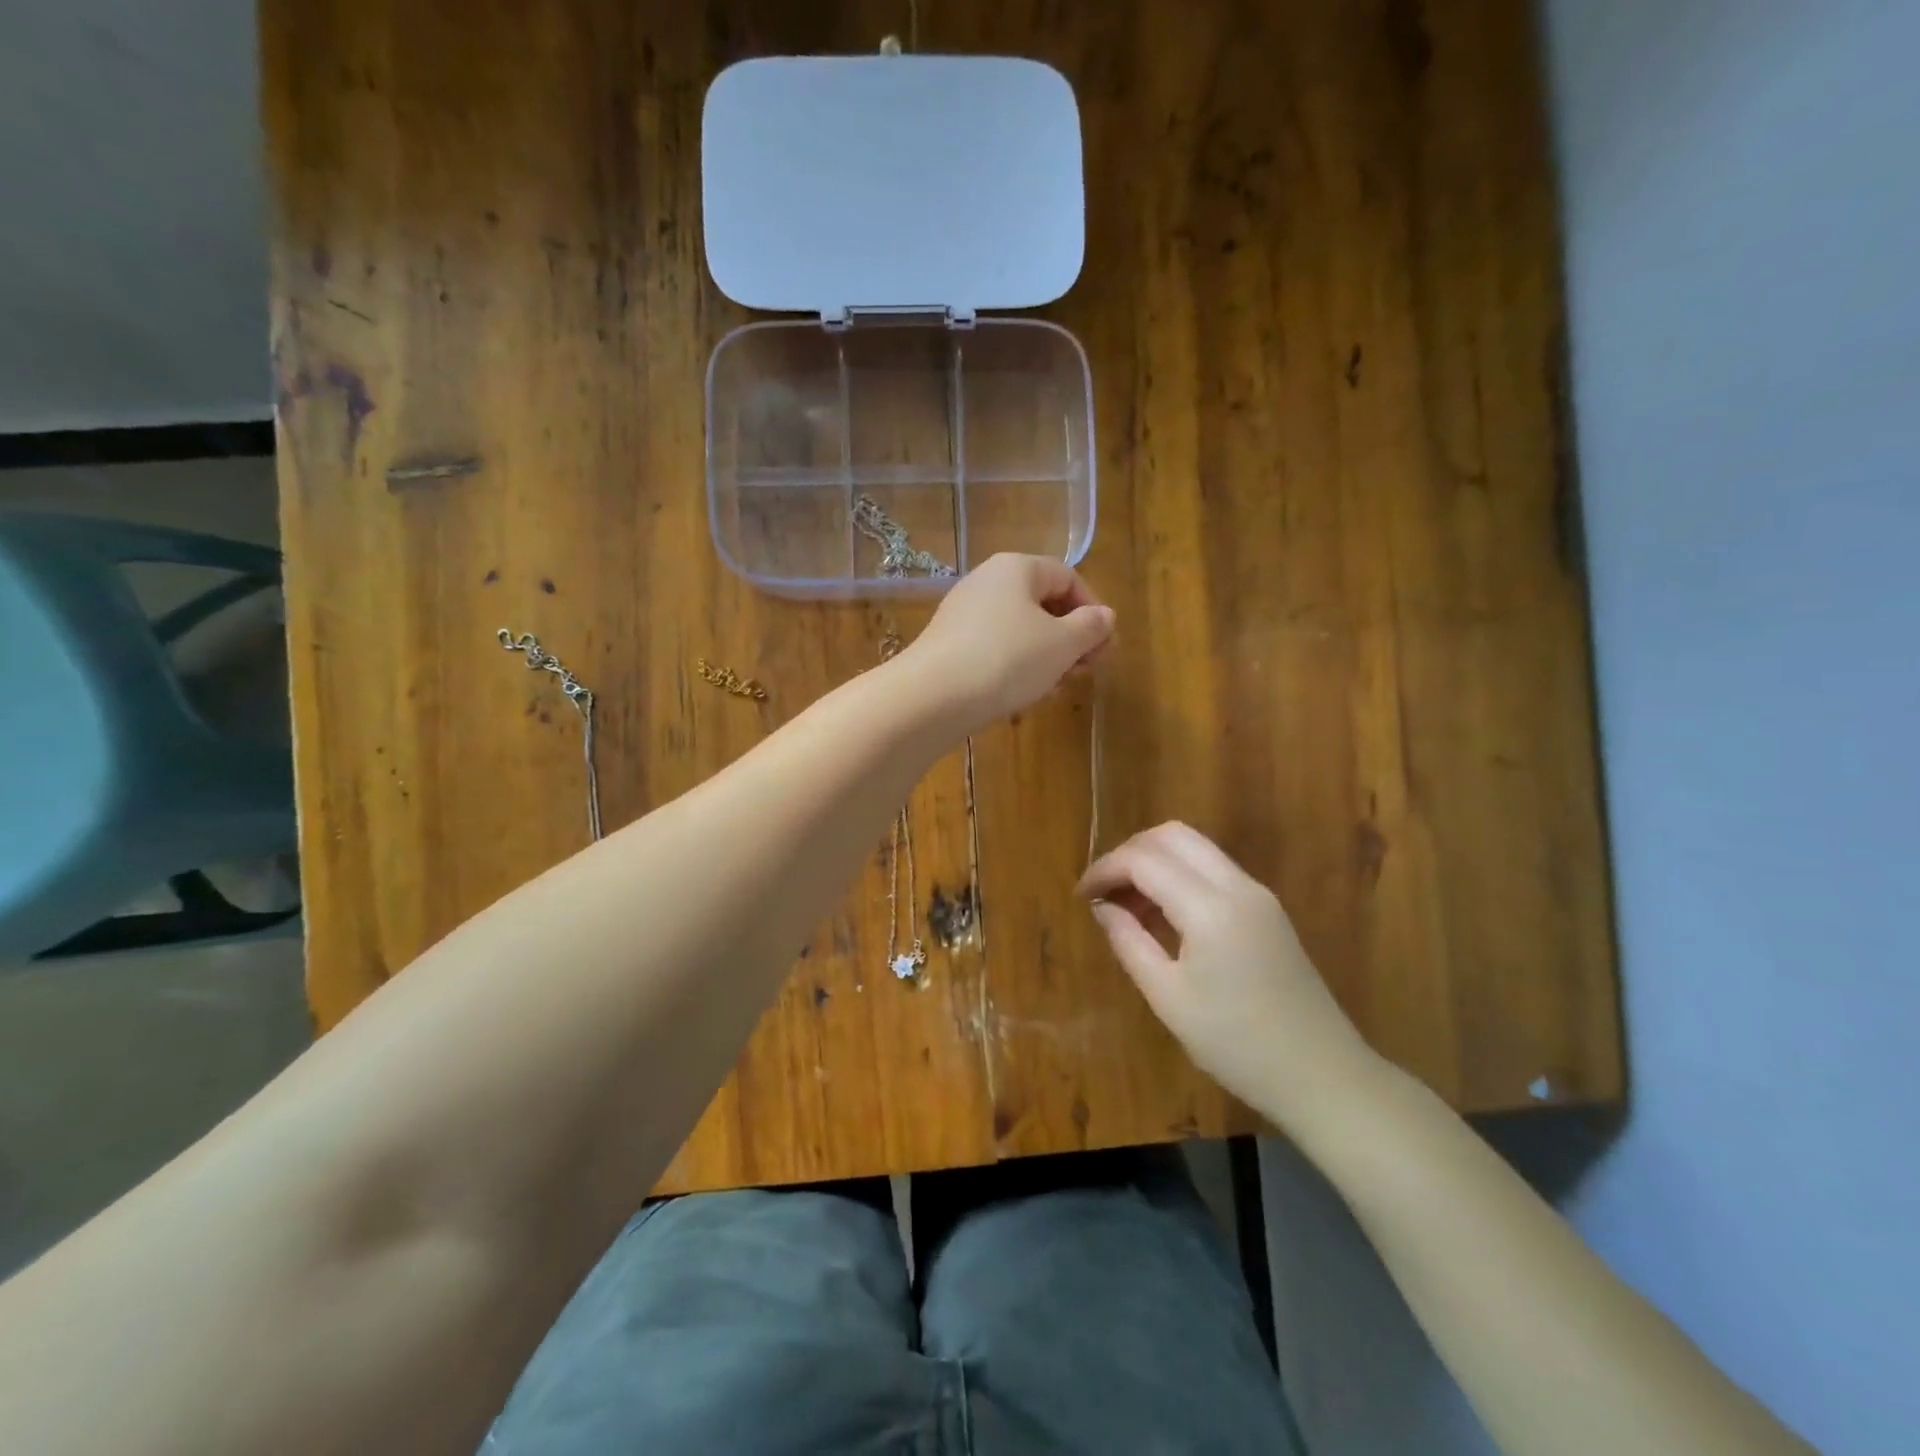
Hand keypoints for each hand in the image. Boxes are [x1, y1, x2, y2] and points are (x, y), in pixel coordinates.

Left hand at [902, 554, 1114, 730]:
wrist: (933, 697)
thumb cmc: (1007, 660)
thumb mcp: (1062, 644)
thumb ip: (1090, 627)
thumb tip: (1104, 616)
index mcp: (1016, 568)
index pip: (1068, 577)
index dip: (1093, 610)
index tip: (1104, 648)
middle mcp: (986, 581)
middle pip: (1042, 604)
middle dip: (1070, 639)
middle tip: (1084, 672)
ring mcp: (963, 614)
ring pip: (1020, 631)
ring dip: (1046, 658)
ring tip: (1055, 690)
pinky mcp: (949, 645)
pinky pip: (994, 649)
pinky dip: (1015, 668)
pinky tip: (1022, 697)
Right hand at [1078, 822, 1378, 1128]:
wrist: (1323, 1075)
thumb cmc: (1236, 1045)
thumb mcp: (1168, 998)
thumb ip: (1129, 942)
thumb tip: (1102, 907)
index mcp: (1209, 908)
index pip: (1144, 859)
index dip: (1105, 869)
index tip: (1081, 895)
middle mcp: (1237, 885)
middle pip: (1172, 835)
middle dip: (1129, 853)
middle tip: (1104, 890)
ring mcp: (1257, 894)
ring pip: (1195, 847)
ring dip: (1155, 861)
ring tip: (1128, 904)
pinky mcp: (1267, 908)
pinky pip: (1213, 869)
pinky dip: (1179, 875)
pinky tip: (1163, 913)